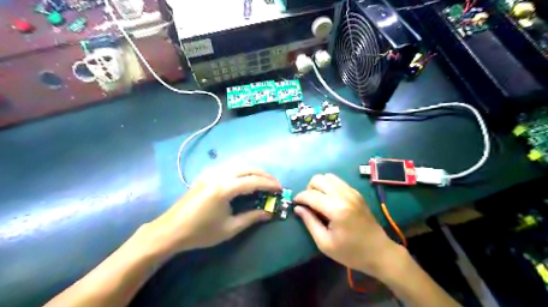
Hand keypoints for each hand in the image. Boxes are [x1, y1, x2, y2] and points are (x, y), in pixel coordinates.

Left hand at [143, 166, 278, 254]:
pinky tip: (244, 178)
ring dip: (253, 170)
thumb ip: (252, 217)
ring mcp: (211, 172)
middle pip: (248, 168)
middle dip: (264, 174)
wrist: (171, 230)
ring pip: (238, 164)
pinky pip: (229, 166)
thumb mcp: (230, 228)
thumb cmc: (201, 232)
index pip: (254, 181)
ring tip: (262, 180)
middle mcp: (219, 175)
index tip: (280, 188)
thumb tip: (269, 213)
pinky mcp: (206, 174)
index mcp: (225, 188)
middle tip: (274, 184)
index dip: (269, 184)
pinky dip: (242, 169)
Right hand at [296, 173, 401, 278]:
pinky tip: (330, 200)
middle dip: (309, 189)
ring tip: (319, 200)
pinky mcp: (357, 193)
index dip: (299, 197)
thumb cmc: (351, 252)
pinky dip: (329, 186)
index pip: (311, 195)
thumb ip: (310, 222)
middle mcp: (344, 195)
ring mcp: (352, 192)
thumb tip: (298, 208)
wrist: (380, 252)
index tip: (295, 204)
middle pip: (319, 179)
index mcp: (336, 209)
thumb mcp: (325, 243)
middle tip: (308, 203)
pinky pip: (338, 181)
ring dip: (319, 186)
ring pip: (328, 177)